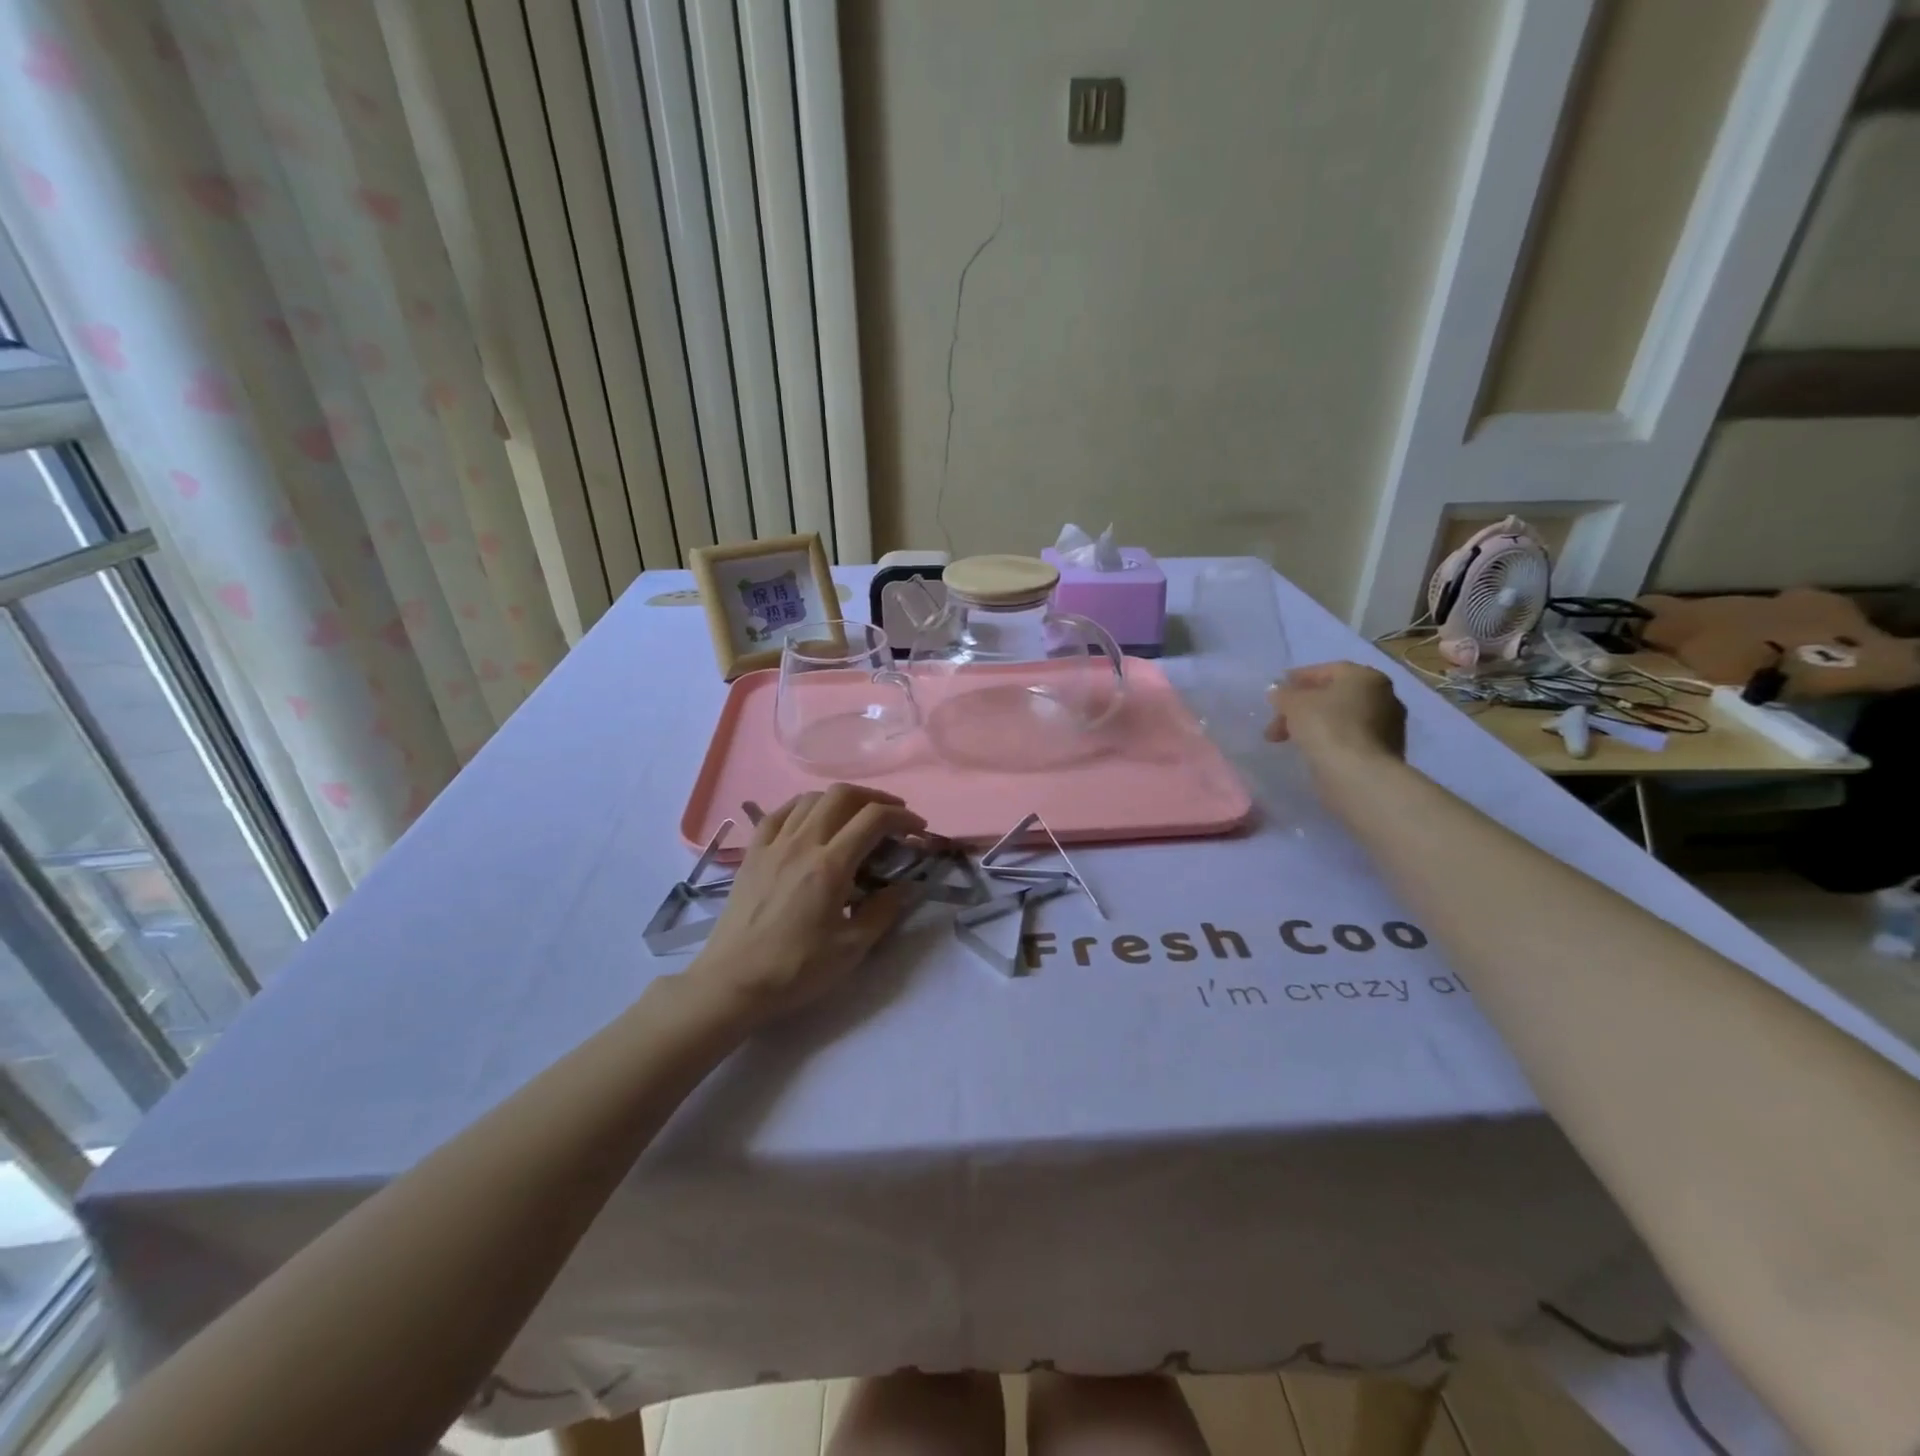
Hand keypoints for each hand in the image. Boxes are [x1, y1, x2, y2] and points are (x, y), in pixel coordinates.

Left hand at [686, 784, 926, 1024]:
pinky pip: (779, 813)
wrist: (732, 983)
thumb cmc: (795, 969)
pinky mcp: (752, 854)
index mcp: (830, 866)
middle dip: (875, 798)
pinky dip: (803, 807)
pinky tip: (810, 820)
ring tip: (855, 818)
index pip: (873, 820)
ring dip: (840, 800)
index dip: (902, 817)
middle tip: (893, 816)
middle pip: (842, 795)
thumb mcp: (851, 948)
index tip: (918, 830)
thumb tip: (906, 887)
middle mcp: (802, 843)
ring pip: (810, 799)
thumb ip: (884, 911)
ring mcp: (773, 845)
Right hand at [1266, 662, 1405, 764]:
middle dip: (1301, 708)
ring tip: (1289, 740)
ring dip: (1314, 725)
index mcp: (1365, 676)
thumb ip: (1284, 694)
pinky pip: (1349, 738)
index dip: (1297, 679)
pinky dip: (1330, 740)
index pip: (1327, 670)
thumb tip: (1278, 693)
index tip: (1276, 692)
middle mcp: (1383, 696)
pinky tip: (1312, 751)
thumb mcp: (1293, 704)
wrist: (1359, 775)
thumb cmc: (1326, 727)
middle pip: (1333, 696)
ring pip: (1341, 718)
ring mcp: (1389, 725)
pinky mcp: (1386, 751)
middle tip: (1276, 724)